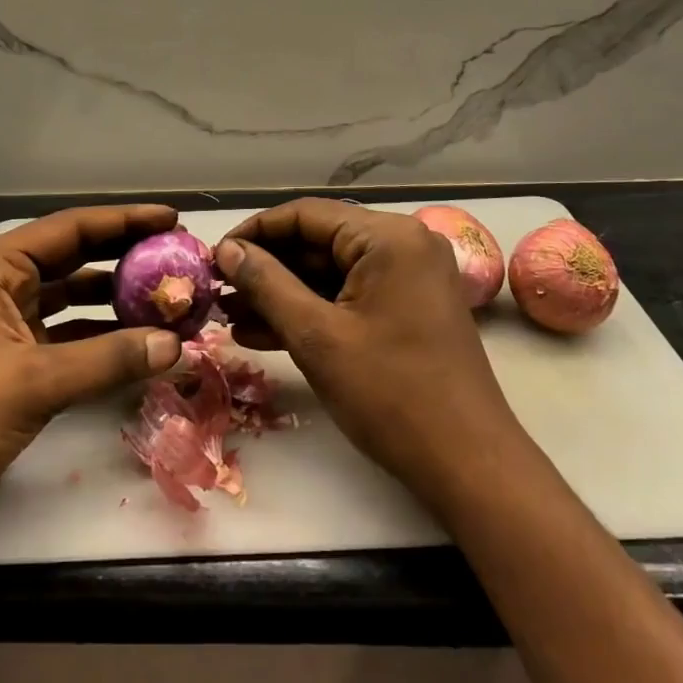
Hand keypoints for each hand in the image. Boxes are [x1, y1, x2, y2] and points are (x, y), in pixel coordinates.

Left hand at [0, 204, 184, 538]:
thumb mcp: (34, 382)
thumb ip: (108, 359)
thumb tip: (177, 344)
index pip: (70, 229)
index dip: (124, 221)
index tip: (173, 219)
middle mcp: (1, 285)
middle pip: (74, 257)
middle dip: (126, 255)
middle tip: (178, 256)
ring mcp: (8, 324)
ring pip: (74, 297)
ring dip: (118, 298)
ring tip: (170, 297)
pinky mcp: (17, 362)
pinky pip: (71, 335)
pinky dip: (104, 336)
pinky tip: (143, 342)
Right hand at [217, 198, 528, 507]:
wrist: (468, 467)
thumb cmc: (390, 395)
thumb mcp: (317, 337)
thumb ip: (267, 285)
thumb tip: (227, 250)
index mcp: (389, 237)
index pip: (306, 215)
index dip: (255, 233)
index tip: (214, 258)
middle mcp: (403, 244)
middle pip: (318, 242)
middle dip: (266, 269)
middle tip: (218, 291)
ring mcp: (409, 277)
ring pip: (330, 272)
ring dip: (282, 294)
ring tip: (230, 315)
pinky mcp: (408, 308)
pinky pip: (349, 297)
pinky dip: (311, 312)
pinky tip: (264, 332)